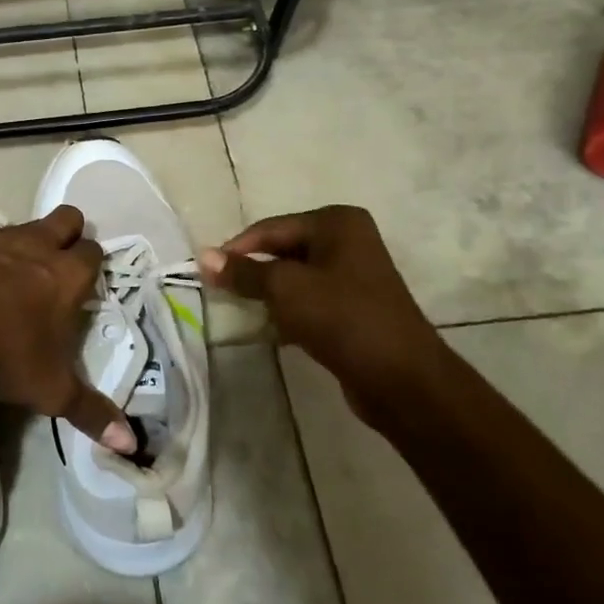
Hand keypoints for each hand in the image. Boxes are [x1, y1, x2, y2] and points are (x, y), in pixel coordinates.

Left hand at [0, 205, 137, 455]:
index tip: (86, 278)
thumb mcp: (52, 391)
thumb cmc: (6, 358)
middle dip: (68, 232)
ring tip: (15, 257)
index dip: (92, 262)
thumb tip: (130, 445)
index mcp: (67, 277)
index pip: (93, 253)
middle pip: (66, 220)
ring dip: (23, 235)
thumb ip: (91, 412)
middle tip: (59, 257)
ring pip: (22, 221)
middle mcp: (37, 247)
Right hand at [198, 205, 447, 427]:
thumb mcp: (285, 289)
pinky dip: (287, 312)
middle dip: (253, 272)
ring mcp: (354, 276)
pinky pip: (309, 301)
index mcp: (336, 223)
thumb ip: (243, 272)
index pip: (270, 229)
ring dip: (268, 294)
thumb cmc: (342, 318)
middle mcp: (348, 241)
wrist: (401, 379)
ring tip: (240, 310)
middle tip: (220, 292)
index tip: (205, 273)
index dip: (236, 250)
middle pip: (282, 251)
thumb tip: (203, 257)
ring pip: (294, 278)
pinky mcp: (354, 309)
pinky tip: (269, 329)